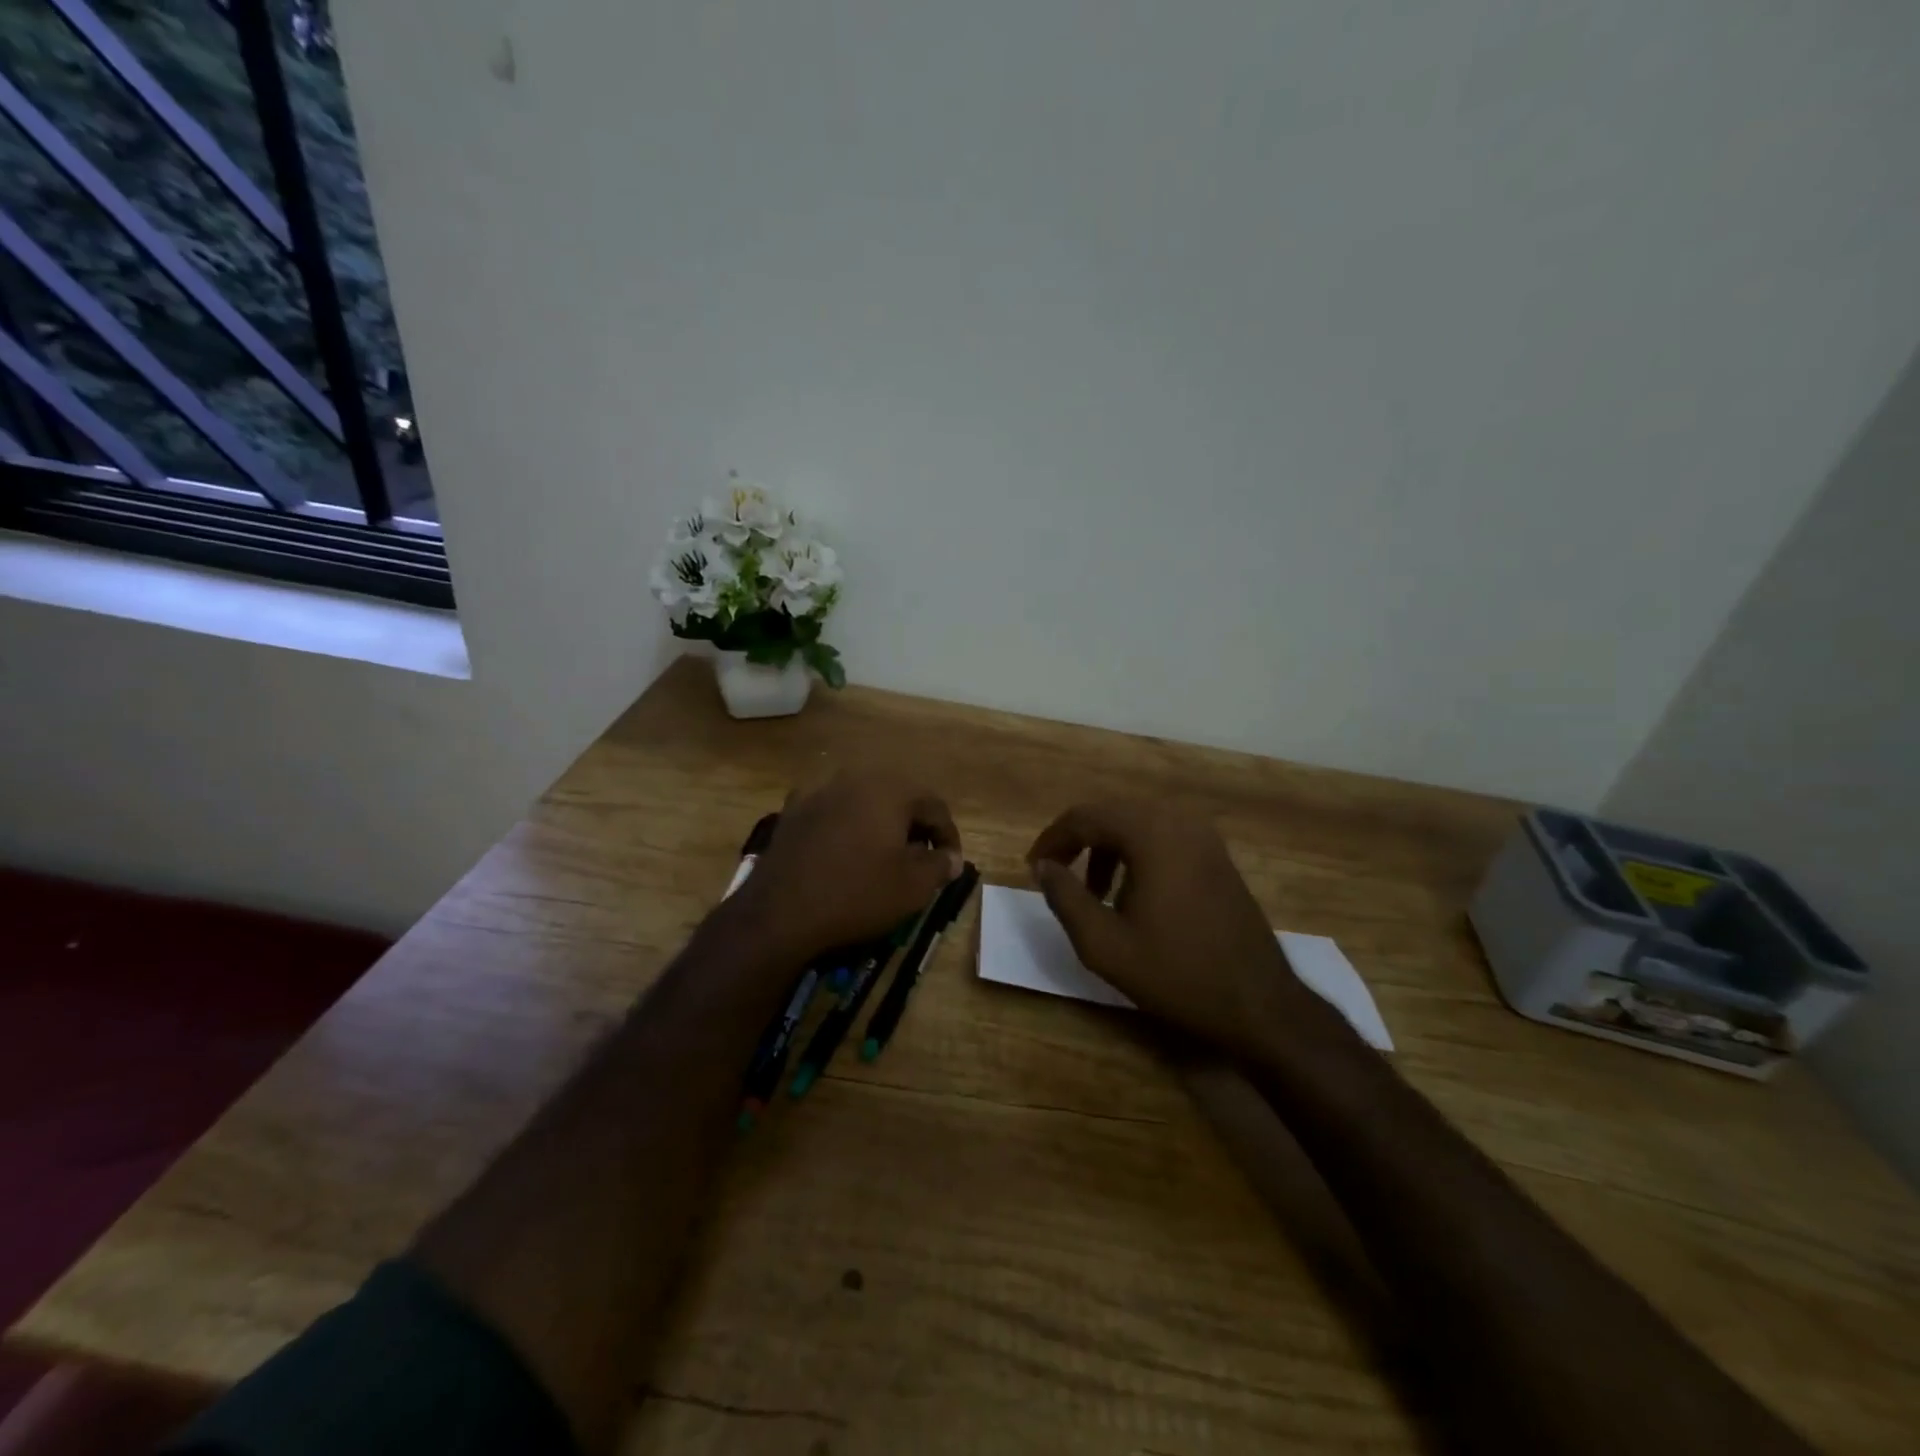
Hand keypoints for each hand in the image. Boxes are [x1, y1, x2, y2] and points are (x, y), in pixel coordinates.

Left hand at [730, 771, 963, 963]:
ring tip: (886, 857)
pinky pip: (834, 813)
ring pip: (864, 803)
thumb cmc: (857, 894)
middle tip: (922, 859)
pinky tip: (848, 854)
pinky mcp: (793, 811)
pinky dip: (849, 829)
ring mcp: (819, 791)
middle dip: (914, 827)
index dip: (948, 836)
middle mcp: (854, 778)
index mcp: (890, 789)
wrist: (780, 912)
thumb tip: (950, 858)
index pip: (934, 806)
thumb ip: (940, 866)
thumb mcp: (912, 887)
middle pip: (898, 798)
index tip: (951, 864)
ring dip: (881, 825)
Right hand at [1027, 800, 1324, 1061]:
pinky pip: (1163, 839)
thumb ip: (1065, 898)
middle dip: (1078, 842)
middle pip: (1112, 815)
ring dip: (1107, 850)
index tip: (1032, 869)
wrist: (1260, 1005)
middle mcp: (1180, 822)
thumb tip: (1043, 866)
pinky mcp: (1217, 857)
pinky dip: (1136, 857)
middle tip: (1055, 876)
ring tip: (1093, 894)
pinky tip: (1131, 896)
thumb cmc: (1177, 974)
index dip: (1052, 840)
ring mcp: (1205, 838)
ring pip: (1138, 826)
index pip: (1086, 817)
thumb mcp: (1104, 944)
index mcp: (1152, 834)